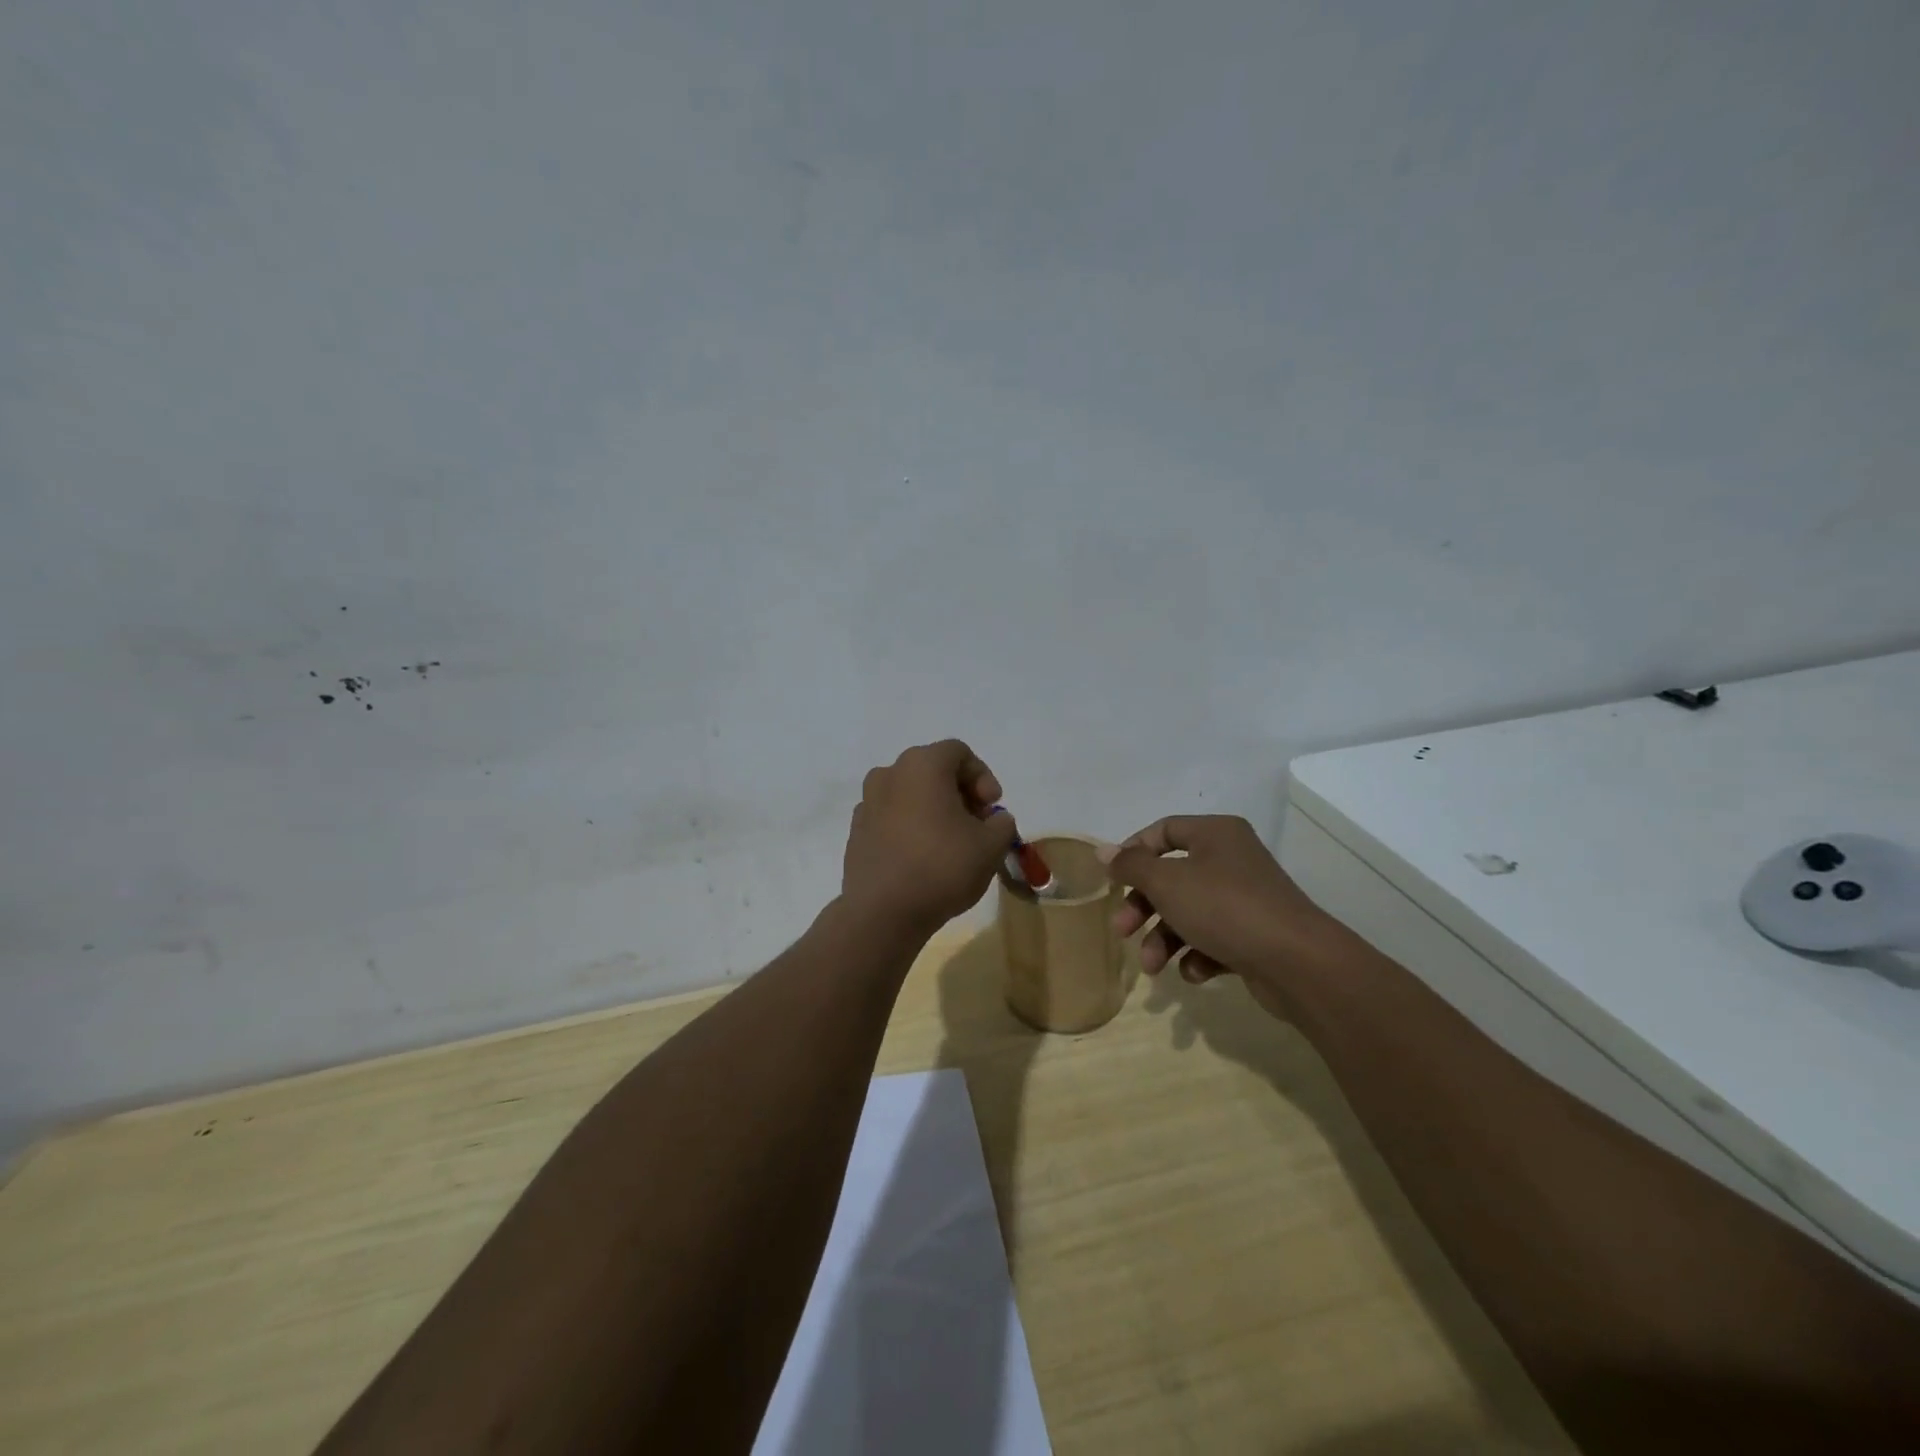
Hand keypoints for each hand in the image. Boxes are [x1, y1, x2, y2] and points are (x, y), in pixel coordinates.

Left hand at [841, 740, 1018, 935]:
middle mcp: (889, 773)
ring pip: (909, 793)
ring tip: (950, 841)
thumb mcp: (991, 846)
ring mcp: (867, 802)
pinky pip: (891, 816)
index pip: (959, 752)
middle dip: (959, 792)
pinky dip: (910, 826)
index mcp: (922, 765)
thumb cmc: (942, 868)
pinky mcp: (856, 830)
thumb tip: (995, 820)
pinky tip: (921, 856)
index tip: (992, 807)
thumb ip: (1002, 823)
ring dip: (933, 808)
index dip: (982, 776)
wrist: (883, 912)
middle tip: (976, 823)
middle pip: (932, 770)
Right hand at [1101, 815, 1336, 1017]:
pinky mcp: (1255, 934)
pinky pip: (1214, 938)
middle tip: (1123, 931)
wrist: (1297, 962)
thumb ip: (1132, 866)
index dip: (1133, 852)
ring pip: (1190, 912)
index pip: (1164, 830)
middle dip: (1143, 907)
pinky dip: (1198, 954)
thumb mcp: (1167, 882)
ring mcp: (1246, 898)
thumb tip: (1104, 851)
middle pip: (1172, 876)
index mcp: (1215, 834)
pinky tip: (1195, 972)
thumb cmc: (1224, 908)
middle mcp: (1232, 859)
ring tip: (1153, 967)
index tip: (1113, 880)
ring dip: (1164, 938)